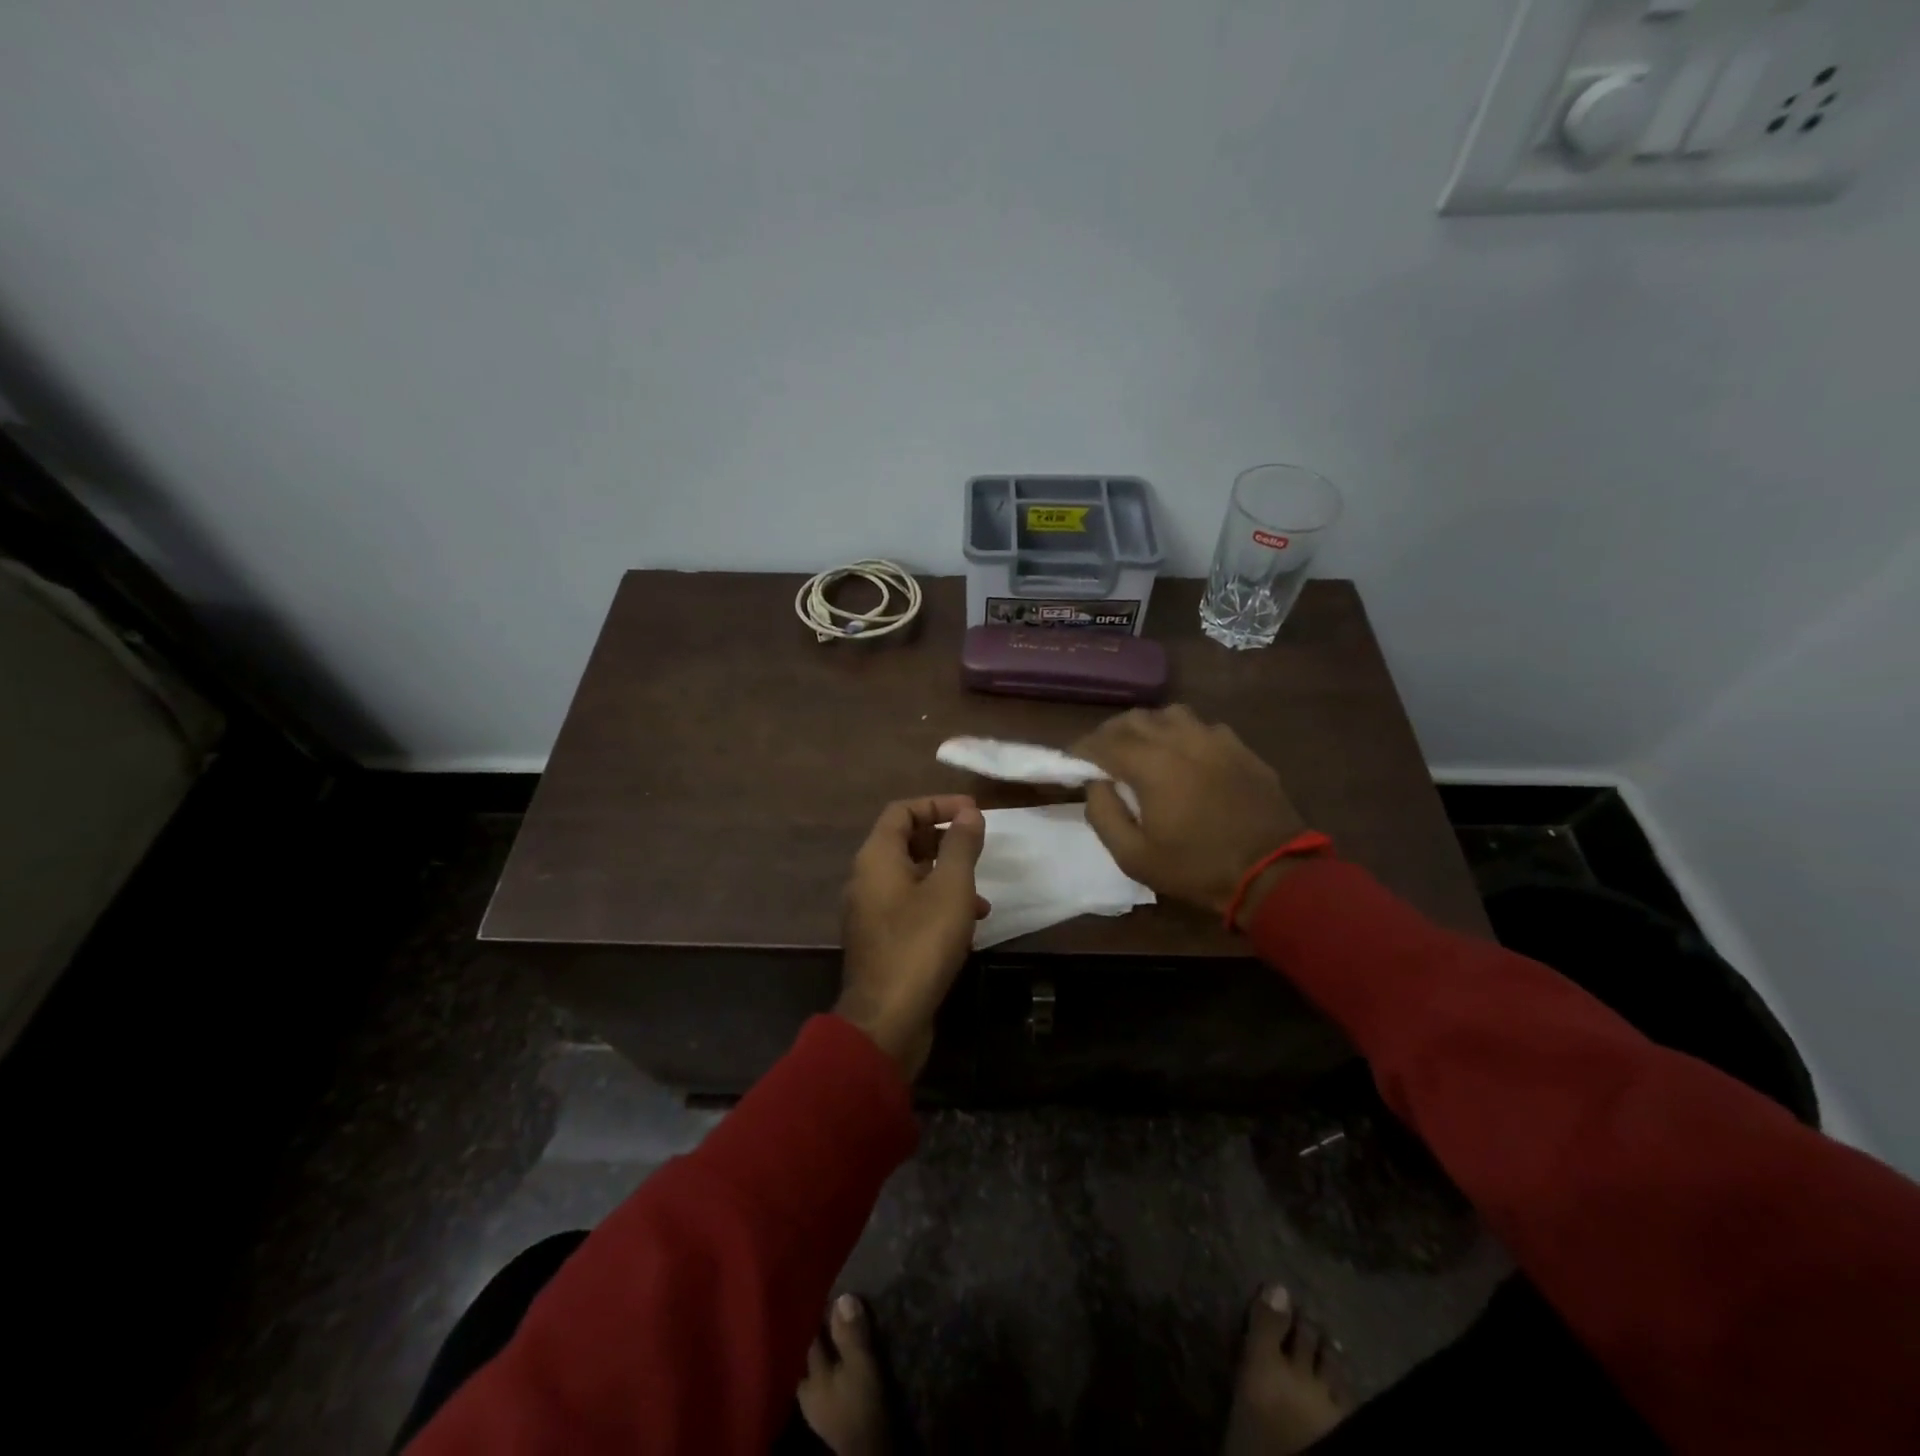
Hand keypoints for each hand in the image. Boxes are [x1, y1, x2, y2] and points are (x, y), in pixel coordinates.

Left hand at [838, 796, 988, 1077]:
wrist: (887, 1018)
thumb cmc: (921, 943)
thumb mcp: (951, 888)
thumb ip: (960, 846)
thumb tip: (969, 813)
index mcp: (876, 858)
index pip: (902, 811)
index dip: (938, 804)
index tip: (972, 812)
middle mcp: (866, 879)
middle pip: (904, 842)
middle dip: (944, 840)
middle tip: (977, 845)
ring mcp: (870, 912)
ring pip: (910, 877)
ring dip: (946, 877)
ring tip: (981, 895)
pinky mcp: (880, 940)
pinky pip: (909, 906)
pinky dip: (937, 905)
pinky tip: (967, 926)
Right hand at [1073, 706, 1310, 927]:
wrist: (1273, 872)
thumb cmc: (1197, 868)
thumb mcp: (1134, 857)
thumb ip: (1103, 815)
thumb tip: (1095, 785)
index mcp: (1152, 764)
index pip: (1104, 741)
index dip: (1082, 749)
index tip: (1072, 761)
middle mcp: (1181, 740)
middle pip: (1134, 719)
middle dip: (1110, 733)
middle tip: (1101, 756)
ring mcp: (1215, 739)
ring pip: (1170, 714)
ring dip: (1148, 727)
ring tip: (1142, 749)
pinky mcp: (1241, 748)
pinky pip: (1202, 727)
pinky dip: (1183, 735)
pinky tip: (1185, 757)